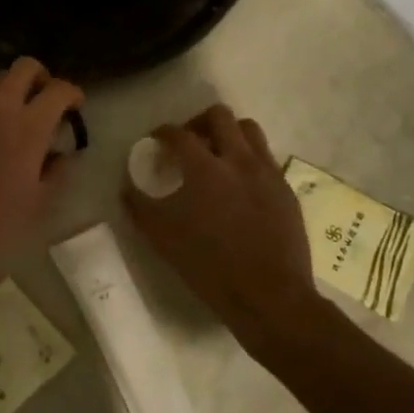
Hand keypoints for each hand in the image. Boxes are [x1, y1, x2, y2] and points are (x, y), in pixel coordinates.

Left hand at [0, 59, 83, 274]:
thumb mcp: (41, 197)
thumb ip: (57, 167)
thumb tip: (60, 151)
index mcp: (29, 125)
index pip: (59, 90)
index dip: (73, 94)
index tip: (75, 107)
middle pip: (25, 67)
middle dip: (41, 79)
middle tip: (46, 101)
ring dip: (12, 90)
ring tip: (16, 118)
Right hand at [123, 106, 323, 350]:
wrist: (270, 296)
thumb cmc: (210, 269)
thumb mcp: (164, 240)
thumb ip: (141, 208)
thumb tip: (128, 188)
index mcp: (205, 170)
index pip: (178, 134)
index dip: (162, 133)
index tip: (155, 141)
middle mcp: (239, 161)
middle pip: (220, 116)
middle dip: (199, 122)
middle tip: (189, 142)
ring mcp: (267, 173)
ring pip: (249, 130)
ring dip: (229, 134)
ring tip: (217, 155)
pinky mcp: (286, 189)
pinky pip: (266, 158)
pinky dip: (248, 159)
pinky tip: (240, 184)